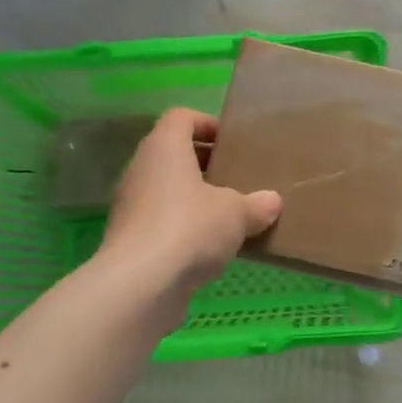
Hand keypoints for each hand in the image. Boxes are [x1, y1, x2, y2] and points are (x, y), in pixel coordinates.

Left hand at [101, 108, 281, 294]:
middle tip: (236, 178)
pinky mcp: (128, 238)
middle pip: (173, 154)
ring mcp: (130, 205)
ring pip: (166, 189)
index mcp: (164, 147)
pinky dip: (182, 227)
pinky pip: (160, 220)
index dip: (206, 124)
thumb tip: (272, 202)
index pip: (181, 117)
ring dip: (193, 198)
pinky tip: (208, 247)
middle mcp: (141, 169)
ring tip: (227, 215)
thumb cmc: (190, 228)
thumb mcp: (236, 214)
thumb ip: (256, 204)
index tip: (231, 143)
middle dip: (204, 164)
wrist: (140, 284)